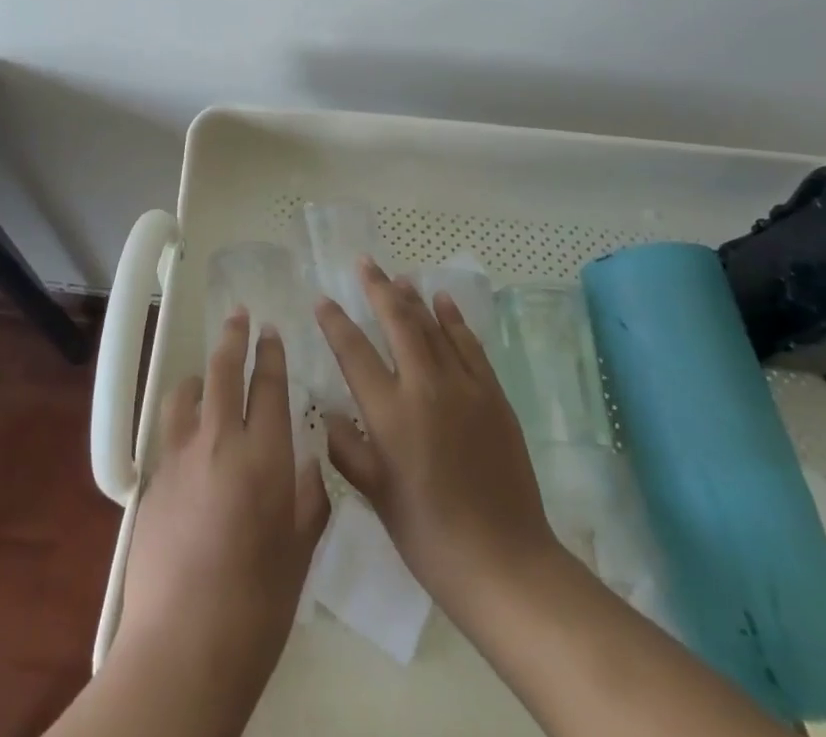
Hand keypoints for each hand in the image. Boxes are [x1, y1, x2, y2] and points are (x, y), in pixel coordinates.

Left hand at [114, 310, 328, 719]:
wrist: (183, 647)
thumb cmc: (258, 605)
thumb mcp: (299, 552)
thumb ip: (307, 499)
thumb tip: (305, 465)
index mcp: (264, 455)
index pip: (269, 385)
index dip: (271, 353)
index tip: (270, 331)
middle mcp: (220, 441)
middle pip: (224, 371)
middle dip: (234, 337)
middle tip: (239, 315)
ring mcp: (181, 457)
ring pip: (187, 392)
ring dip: (201, 375)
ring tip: (207, 375)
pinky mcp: (154, 480)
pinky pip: (169, 431)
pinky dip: (182, 417)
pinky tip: (188, 434)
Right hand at [315, 260, 559, 623]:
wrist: (504, 561)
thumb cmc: (429, 535)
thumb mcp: (376, 495)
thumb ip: (348, 448)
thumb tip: (329, 411)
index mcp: (390, 412)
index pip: (354, 351)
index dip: (335, 321)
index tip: (322, 299)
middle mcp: (424, 386)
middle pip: (397, 321)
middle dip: (377, 288)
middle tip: (364, 263)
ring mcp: (464, 386)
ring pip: (433, 325)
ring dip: (413, 297)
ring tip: (398, 276)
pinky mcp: (493, 394)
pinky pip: (469, 344)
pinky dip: (454, 319)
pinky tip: (443, 301)